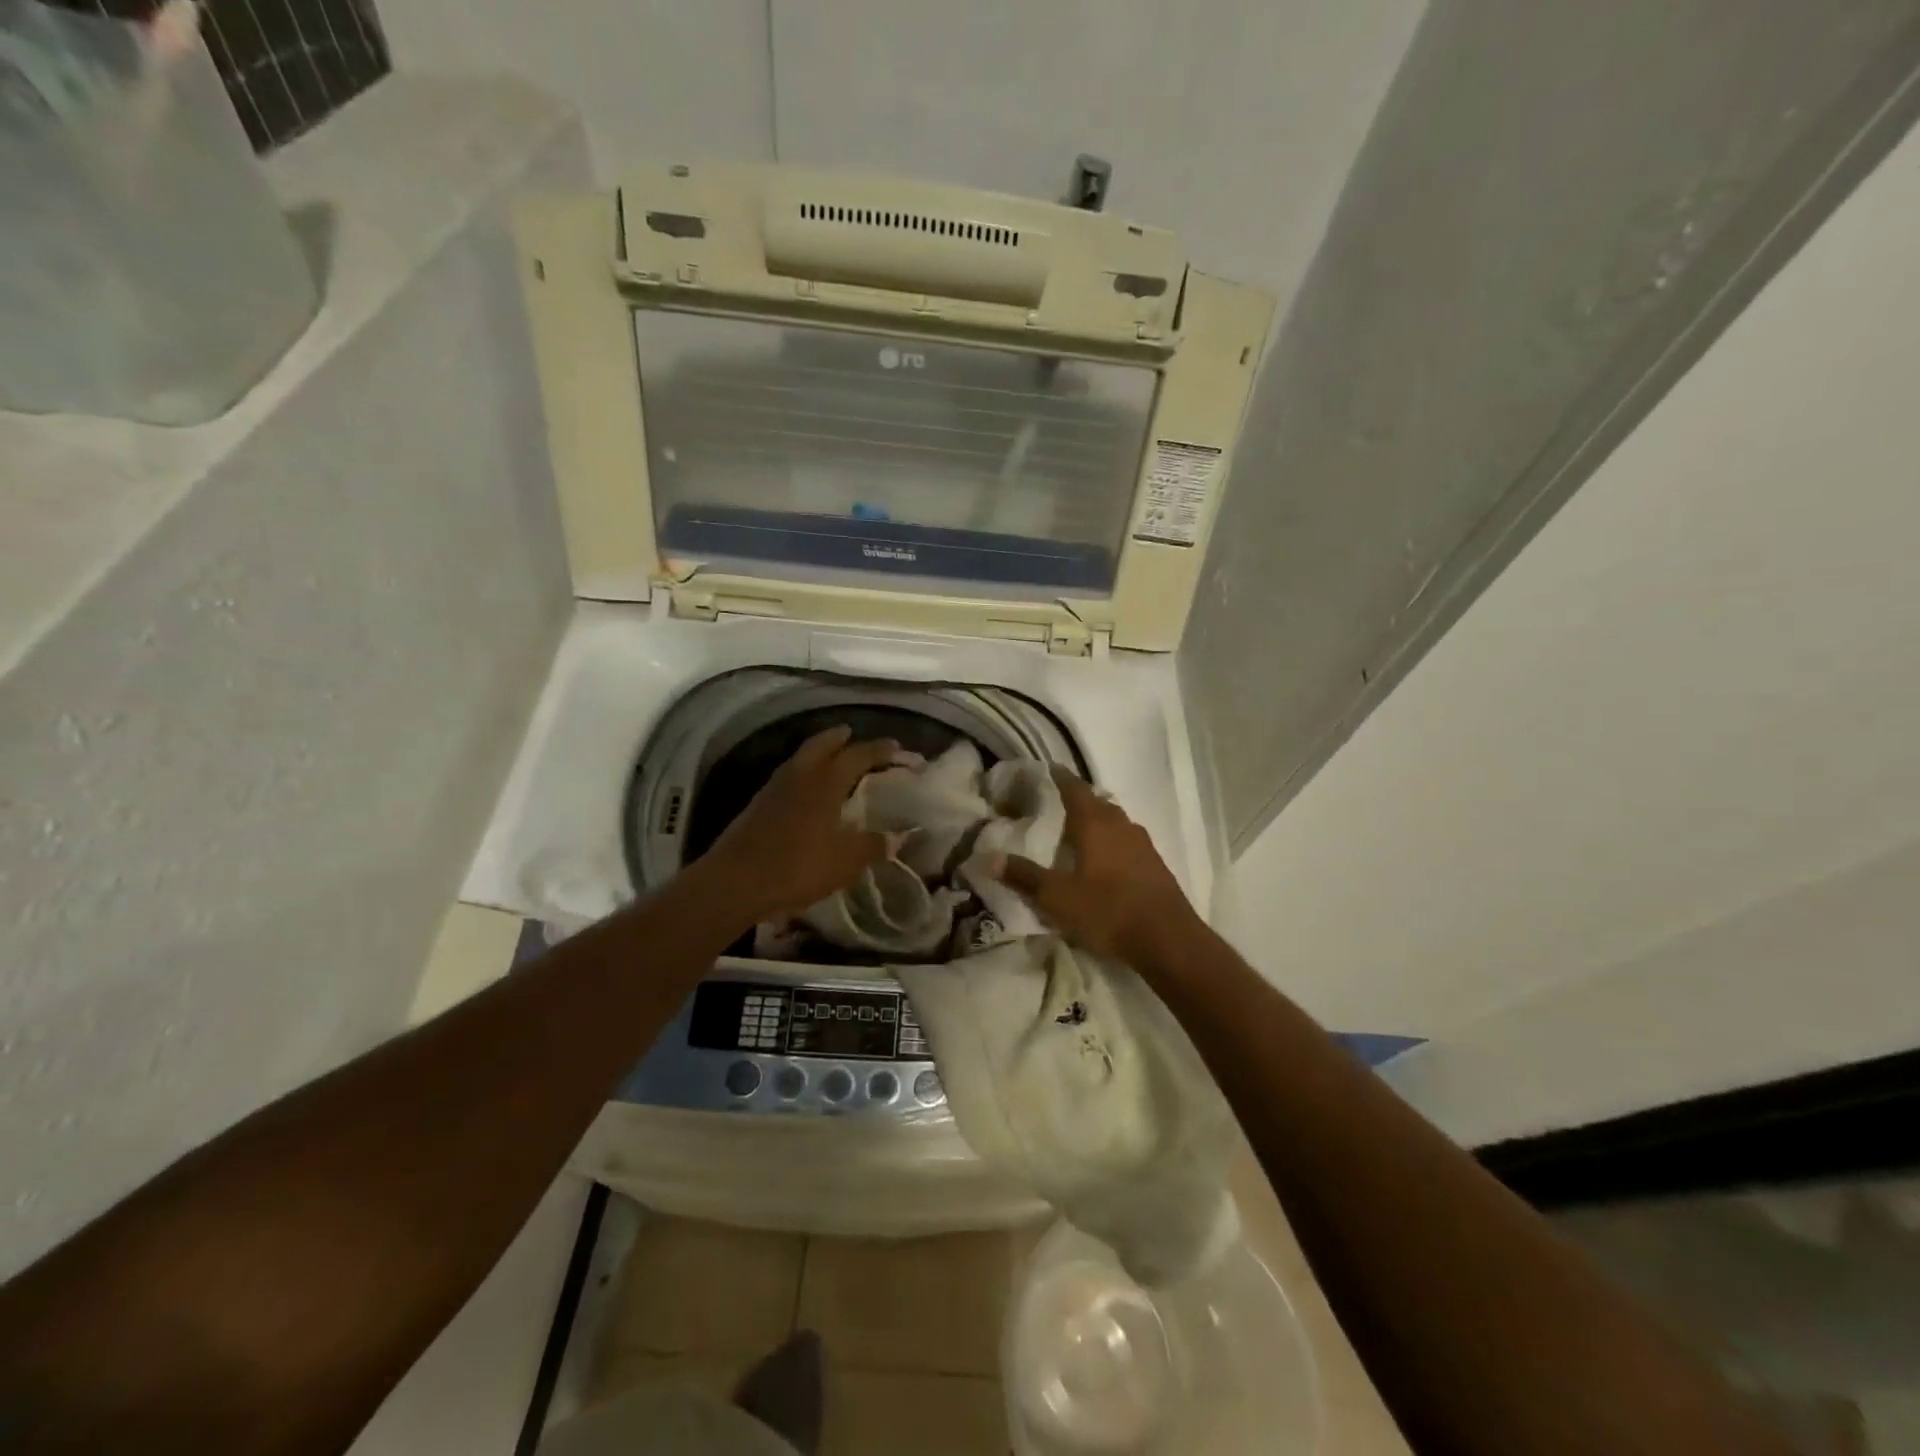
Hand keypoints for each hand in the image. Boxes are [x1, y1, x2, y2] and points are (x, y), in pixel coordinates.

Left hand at [697, 726, 893, 924]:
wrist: (735, 881)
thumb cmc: (796, 867)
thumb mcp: (845, 861)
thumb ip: (873, 845)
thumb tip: (898, 836)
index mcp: (825, 783)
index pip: (857, 755)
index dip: (878, 749)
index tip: (896, 747)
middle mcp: (800, 776)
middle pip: (821, 744)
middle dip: (839, 737)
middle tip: (852, 734)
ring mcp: (774, 788)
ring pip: (801, 758)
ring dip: (818, 751)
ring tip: (831, 758)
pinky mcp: (758, 804)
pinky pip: (787, 776)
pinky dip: (802, 772)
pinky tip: (805, 789)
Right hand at [989, 767, 1200, 963]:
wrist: (1168, 939)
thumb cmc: (1108, 911)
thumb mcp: (1058, 897)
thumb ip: (1024, 876)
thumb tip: (987, 858)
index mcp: (1095, 824)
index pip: (1074, 789)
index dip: (1060, 777)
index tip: (1048, 769)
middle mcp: (1120, 825)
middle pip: (1097, 802)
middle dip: (1077, 799)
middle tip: (1055, 804)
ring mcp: (1142, 843)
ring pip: (1115, 821)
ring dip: (1096, 820)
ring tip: (1077, 830)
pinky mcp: (1154, 864)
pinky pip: (1127, 840)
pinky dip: (1112, 840)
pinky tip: (1104, 859)